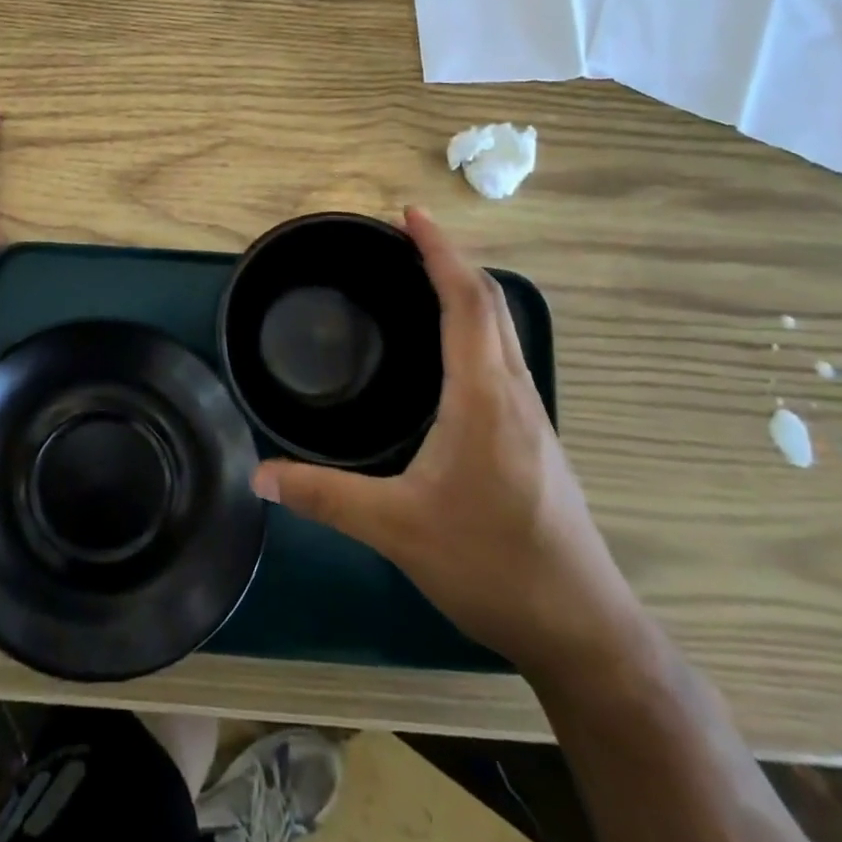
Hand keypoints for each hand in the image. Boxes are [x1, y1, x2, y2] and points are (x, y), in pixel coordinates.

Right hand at [251, 207, 640, 679]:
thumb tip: (259, 475)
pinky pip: (501, 357)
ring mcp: (529, 416)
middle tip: (404, 238)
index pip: (466, 301)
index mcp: (483, 396)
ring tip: (421, 279)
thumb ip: (324, 497)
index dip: (439, 252)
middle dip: (450, 260)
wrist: (581, 627)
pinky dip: (474, 328)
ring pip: (501, 331)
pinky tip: (447, 353)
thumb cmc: (491, 564)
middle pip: (490, 304)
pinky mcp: (532, 439)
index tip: (410, 215)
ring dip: (465, 292)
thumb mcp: (396, 529)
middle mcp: (513, 393)